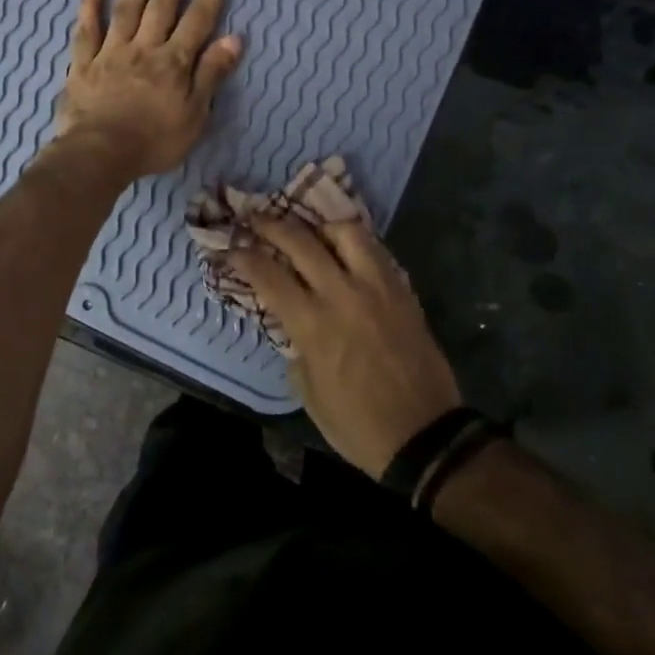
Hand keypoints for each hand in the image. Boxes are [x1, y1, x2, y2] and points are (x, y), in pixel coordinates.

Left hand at [55, 0, 243, 180]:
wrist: (99, 155)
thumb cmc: (153, 141)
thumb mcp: (195, 115)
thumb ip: (211, 75)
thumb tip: (234, 38)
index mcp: (174, 61)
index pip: (200, 15)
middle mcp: (145, 46)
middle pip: (163, 0)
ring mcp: (111, 51)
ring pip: (127, 5)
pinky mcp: (84, 63)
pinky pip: (87, 29)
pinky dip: (90, 4)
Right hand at [230, 214, 460, 478]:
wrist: (425, 437)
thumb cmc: (357, 424)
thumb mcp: (308, 392)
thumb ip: (295, 347)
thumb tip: (291, 321)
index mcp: (313, 324)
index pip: (267, 274)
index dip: (242, 256)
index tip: (228, 248)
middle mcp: (342, 295)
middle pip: (300, 241)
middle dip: (270, 225)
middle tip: (255, 217)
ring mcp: (377, 288)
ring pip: (346, 233)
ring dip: (321, 226)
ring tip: (310, 230)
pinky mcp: (403, 292)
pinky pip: (377, 252)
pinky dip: (355, 244)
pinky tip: (345, 249)